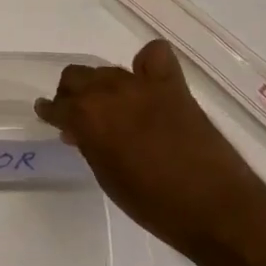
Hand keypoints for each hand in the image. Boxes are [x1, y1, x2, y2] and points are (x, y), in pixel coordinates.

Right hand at [36, 39, 262, 249]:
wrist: (216, 209)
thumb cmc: (154, 205)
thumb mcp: (108, 178)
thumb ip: (90, 145)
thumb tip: (81, 132)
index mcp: (87, 117)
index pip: (58, 106)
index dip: (51, 112)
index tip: (49, 116)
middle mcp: (108, 92)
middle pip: (77, 77)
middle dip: (72, 94)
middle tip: (79, 116)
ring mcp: (142, 85)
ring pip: (108, 70)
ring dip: (102, 86)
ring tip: (111, 107)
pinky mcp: (173, 86)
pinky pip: (154, 56)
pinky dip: (146, 64)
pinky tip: (147, 80)